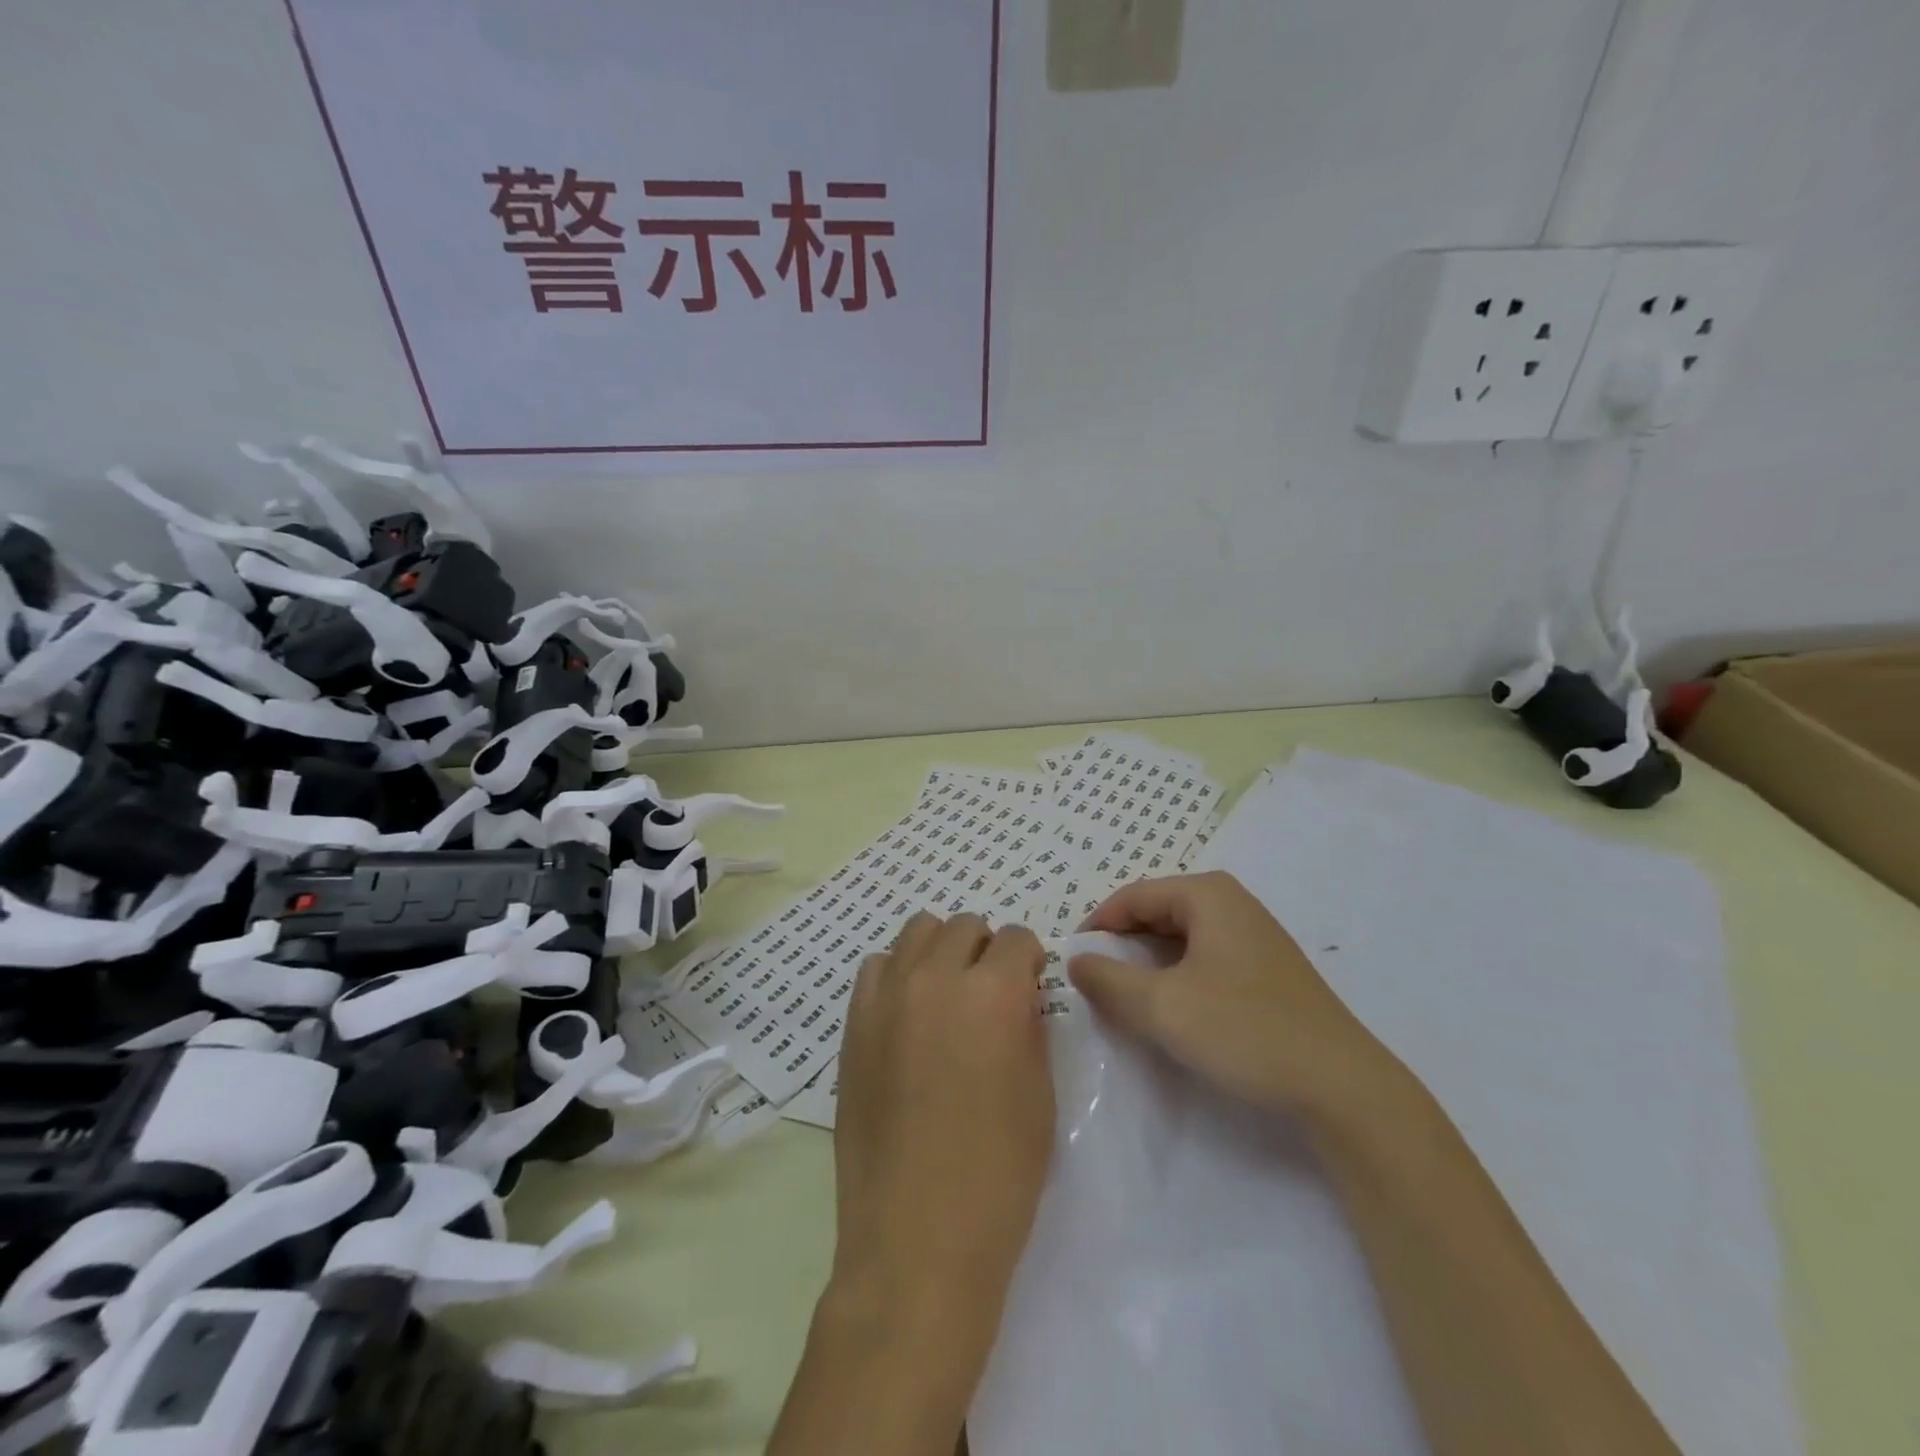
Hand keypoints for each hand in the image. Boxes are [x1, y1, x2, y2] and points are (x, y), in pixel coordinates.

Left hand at [830, 913, 1053, 1343]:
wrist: (916, 1240)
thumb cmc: (998, 1175)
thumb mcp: (1039, 1093)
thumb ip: (1028, 1025)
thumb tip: (1017, 996)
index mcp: (992, 992)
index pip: (1016, 938)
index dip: (1029, 960)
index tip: (1029, 985)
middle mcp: (935, 977)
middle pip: (963, 926)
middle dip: (985, 950)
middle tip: (990, 993)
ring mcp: (886, 997)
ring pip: (917, 933)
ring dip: (941, 952)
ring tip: (948, 996)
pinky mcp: (854, 1023)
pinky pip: (878, 968)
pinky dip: (899, 975)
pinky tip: (908, 1016)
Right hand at [1071, 871, 1402, 1127]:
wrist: (1342, 1087)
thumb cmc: (1244, 1031)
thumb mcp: (1162, 1006)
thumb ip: (1107, 980)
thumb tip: (1076, 960)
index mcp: (1207, 895)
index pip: (1132, 896)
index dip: (1097, 926)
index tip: (1071, 961)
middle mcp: (1232, 903)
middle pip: (1156, 912)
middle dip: (1122, 945)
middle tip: (1094, 983)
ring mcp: (1254, 936)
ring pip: (1180, 939)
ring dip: (1148, 965)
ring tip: (1127, 999)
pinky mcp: (1266, 970)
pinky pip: (1204, 959)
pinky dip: (1177, 977)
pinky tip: (1173, 1010)